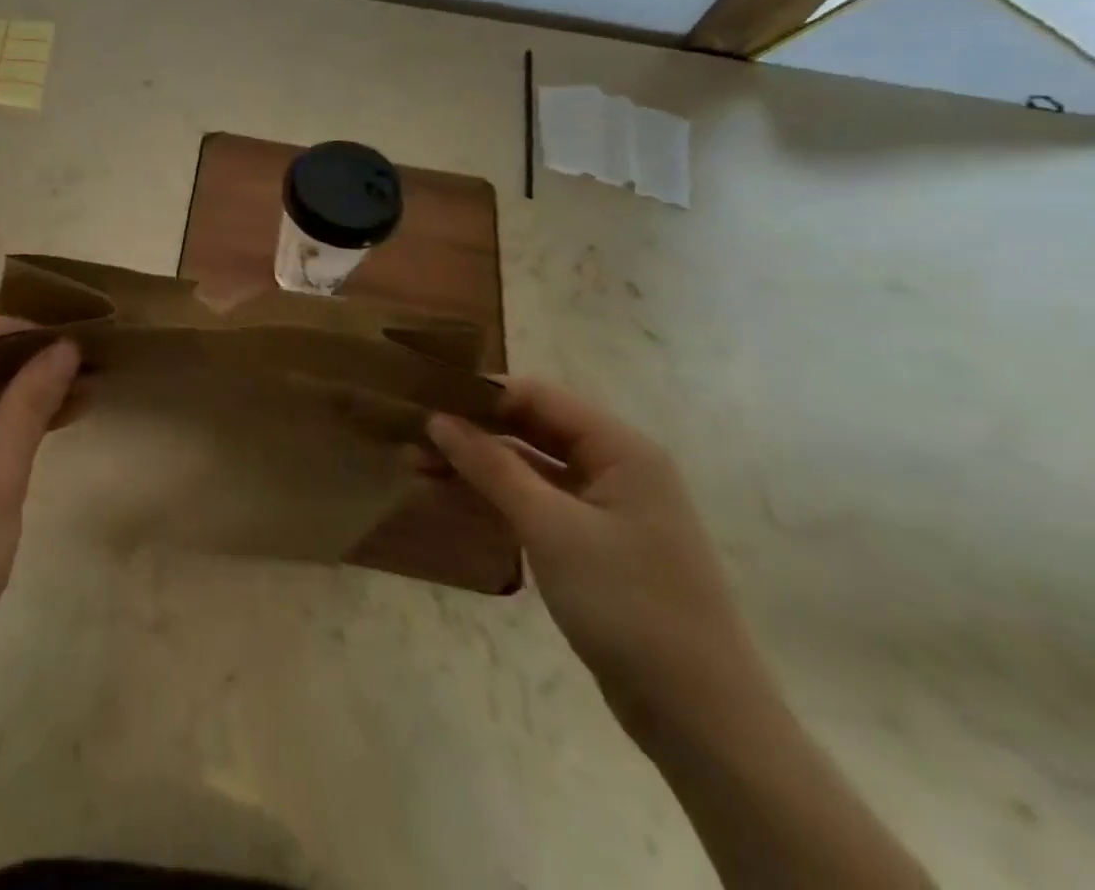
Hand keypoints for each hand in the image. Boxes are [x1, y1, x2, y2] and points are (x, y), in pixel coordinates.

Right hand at [426, 378, 765, 737]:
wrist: (700, 719)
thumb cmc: (628, 604)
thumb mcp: (550, 528)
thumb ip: (491, 466)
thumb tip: (437, 418)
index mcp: (620, 448)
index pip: (538, 396)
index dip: (480, 393)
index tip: (423, 397)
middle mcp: (616, 466)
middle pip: (532, 427)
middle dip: (473, 429)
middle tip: (412, 434)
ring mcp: (607, 507)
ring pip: (530, 465)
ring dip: (479, 463)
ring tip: (419, 465)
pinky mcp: (595, 543)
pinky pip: (537, 500)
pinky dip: (497, 495)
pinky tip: (455, 496)